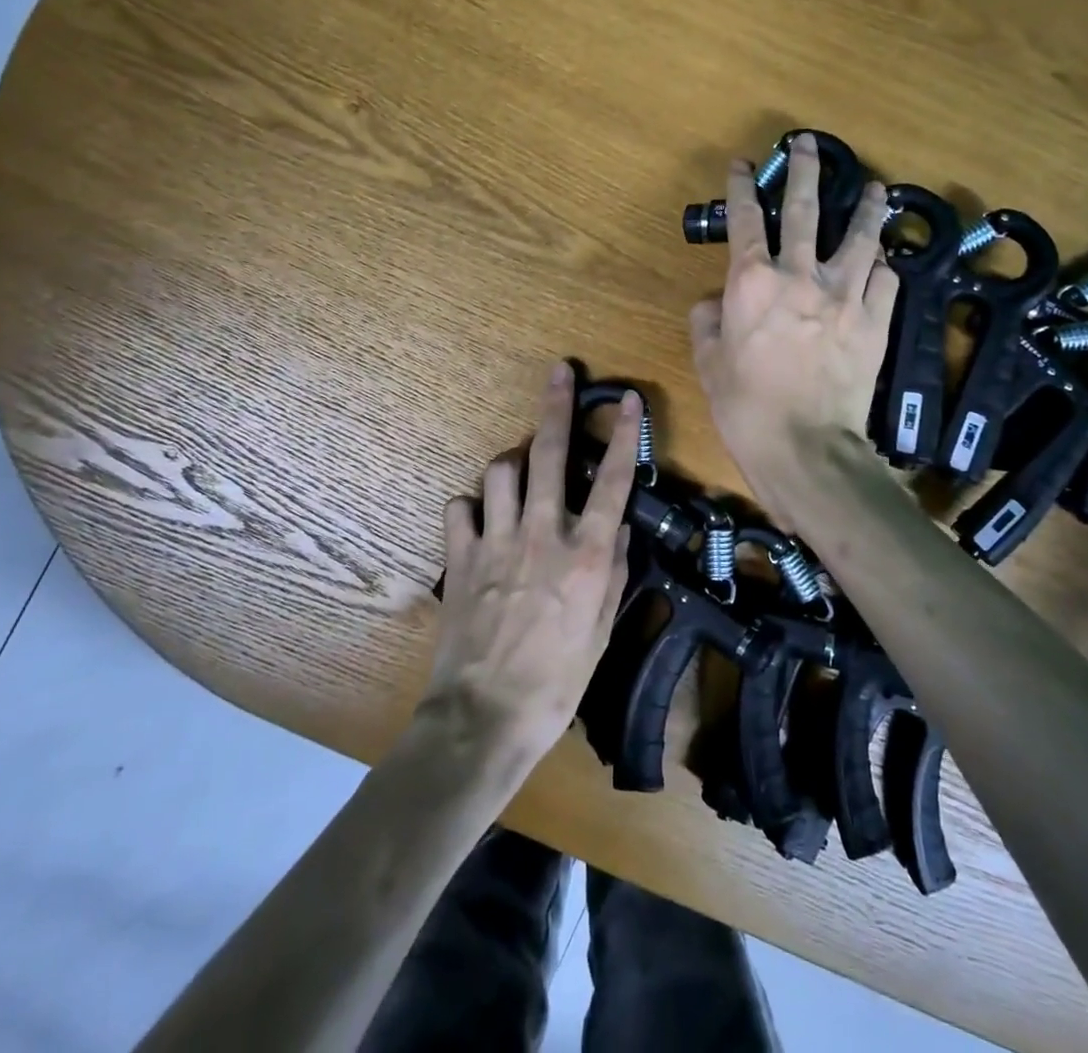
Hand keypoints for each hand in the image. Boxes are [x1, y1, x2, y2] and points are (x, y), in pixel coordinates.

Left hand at [420, 361, 640, 766]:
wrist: (486, 717)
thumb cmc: (558, 680)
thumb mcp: (603, 629)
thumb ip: (614, 571)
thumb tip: (618, 529)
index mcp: (586, 554)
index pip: (613, 480)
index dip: (624, 435)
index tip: (628, 400)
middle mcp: (542, 534)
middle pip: (549, 454)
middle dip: (556, 406)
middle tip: (558, 372)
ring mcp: (496, 541)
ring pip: (499, 470)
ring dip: (511, 462)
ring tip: (518, 470)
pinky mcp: (460, 557)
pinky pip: (460, 508)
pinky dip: (471, 507)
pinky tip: (479, 519)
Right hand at [690, 132, 896, 511]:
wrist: (805, 445)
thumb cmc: (745, 405)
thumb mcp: (708, 362)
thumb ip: (708, 320)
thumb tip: (714, 301)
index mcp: (752, 280)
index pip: (746, 218)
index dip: (742, 186)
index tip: (743, 164)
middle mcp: (800, 274)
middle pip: (805, 207)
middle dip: (804, 169)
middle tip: (808, 143)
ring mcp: (845, 293)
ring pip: (860, 235)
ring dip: (867, 206)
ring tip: (876, 187)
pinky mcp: (876, 318)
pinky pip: (886, 278)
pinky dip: (883, 266)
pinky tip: (884, 261)